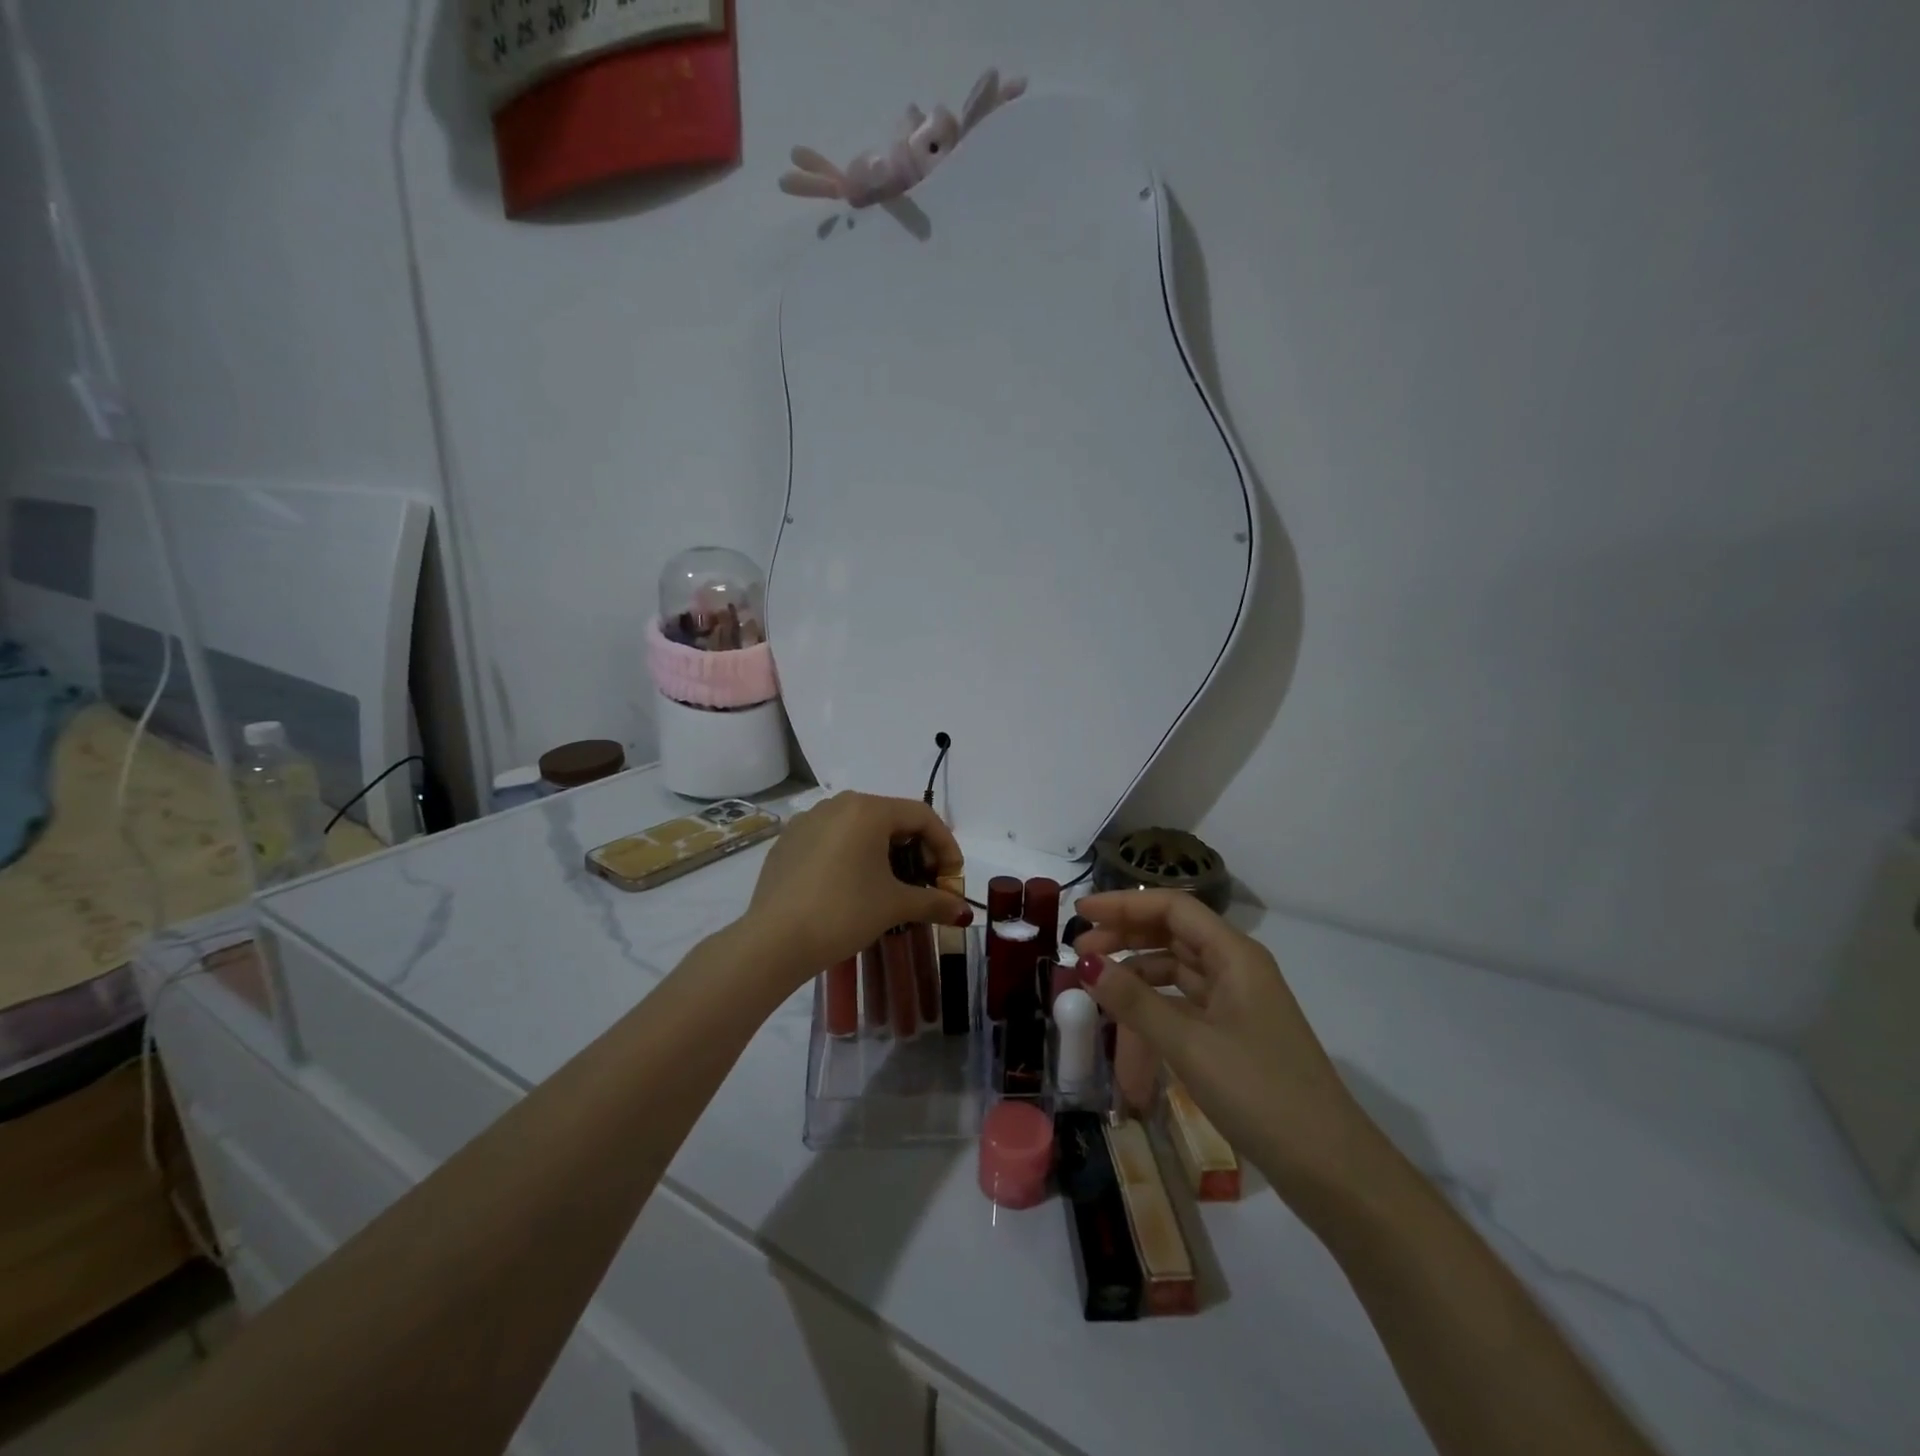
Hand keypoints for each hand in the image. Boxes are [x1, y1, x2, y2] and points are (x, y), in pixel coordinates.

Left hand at [744, 792, 970, 983]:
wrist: (774, 941)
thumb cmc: (843, 913)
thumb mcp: (894, 905)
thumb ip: (934, 902)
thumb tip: (963, 911)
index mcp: (868, 809)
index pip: (921, 816)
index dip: (945, 846)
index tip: (952, 879)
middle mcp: (837, 804)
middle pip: (891, 818)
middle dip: (916, 850)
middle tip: (925, 884)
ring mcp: (808, 820)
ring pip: (860, 829)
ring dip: (885, 854)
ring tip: (891, 887)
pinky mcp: (788, 841)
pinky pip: (833, 840)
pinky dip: (854, 857)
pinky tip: (853, 888)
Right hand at [1073, 891, 1377, 1198]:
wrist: (1330, 1167)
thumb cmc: (1260, 1092)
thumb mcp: (1189, 1045)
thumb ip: (1134, 1001)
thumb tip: (1085, 964)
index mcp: (1235, 955)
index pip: (1172, 908)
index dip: (1124, 905)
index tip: (1080, 914)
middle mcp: (1237, 968)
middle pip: (1173, 933)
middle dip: (1126, 935)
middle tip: (1080, 950)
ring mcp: (1238, 1002)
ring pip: (1178, 969)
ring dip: (1137, 971)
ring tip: (1097, 984)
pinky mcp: (1235, 1034)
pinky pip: (1186, 1003)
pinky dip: (1155, 1004)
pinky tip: (1129, 1019)